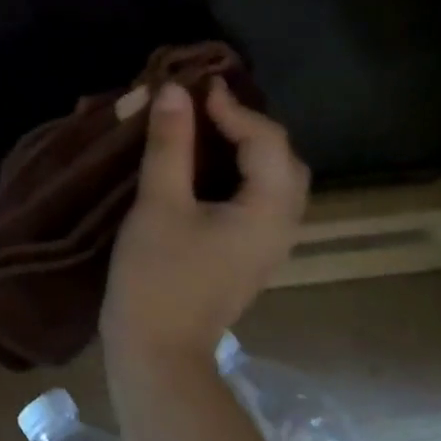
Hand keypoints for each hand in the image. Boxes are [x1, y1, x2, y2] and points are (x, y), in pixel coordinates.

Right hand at [102, 77, 310, 365]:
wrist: (157, 352)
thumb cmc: (157, 275)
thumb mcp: (159, 202)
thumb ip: (170, 143)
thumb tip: (174, 91)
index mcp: (268, 212)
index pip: (268, 141)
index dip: (234, 108)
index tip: (195, 87)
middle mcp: (280, 226)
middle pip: (283, 160)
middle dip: (249, 125)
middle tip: (205, 106)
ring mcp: (266, 245)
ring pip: (271, 181)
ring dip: (244, 148)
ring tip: (203, 128)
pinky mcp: (246, 255)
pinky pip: (256, 199)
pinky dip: (236, 172)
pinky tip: (202, 168)